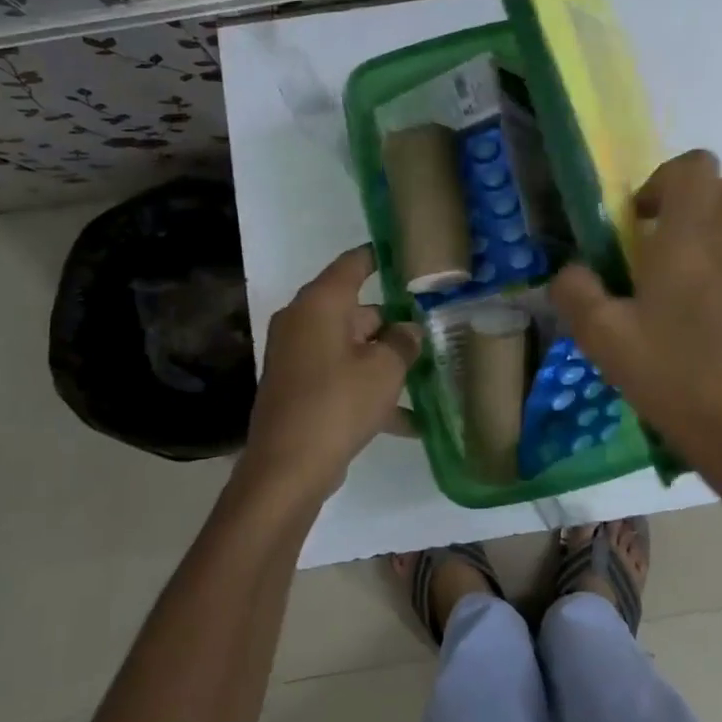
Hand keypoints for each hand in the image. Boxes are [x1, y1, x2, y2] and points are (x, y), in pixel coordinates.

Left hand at [238, 246, 421, 505]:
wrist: (287, 469)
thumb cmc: (338, 404)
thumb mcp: (385, 370)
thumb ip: (403, 342)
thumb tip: (408, 330)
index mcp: (320, 304)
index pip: (354, 264)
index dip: (381, 256)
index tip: (408, 253)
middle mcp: (304, 322)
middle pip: (357, 310)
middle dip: (394, 322)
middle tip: (434, 327)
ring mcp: (298, 356)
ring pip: (352, 346)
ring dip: (386, 360)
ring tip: (428, 374)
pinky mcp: (299, 388)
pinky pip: (342, 376)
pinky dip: (369, 389)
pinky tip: (409, 421)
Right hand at [550, 150, 721, 500]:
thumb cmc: (679, 382)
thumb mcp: (605, 341)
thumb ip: (576, 292)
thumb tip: (571, 270)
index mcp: (693, 237)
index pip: (694, 166)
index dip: (663, 181)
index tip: (640, 223)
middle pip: (718, 195)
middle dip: (684, 214)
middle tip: (654, 264)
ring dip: (711, 249)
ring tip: (687, 307)